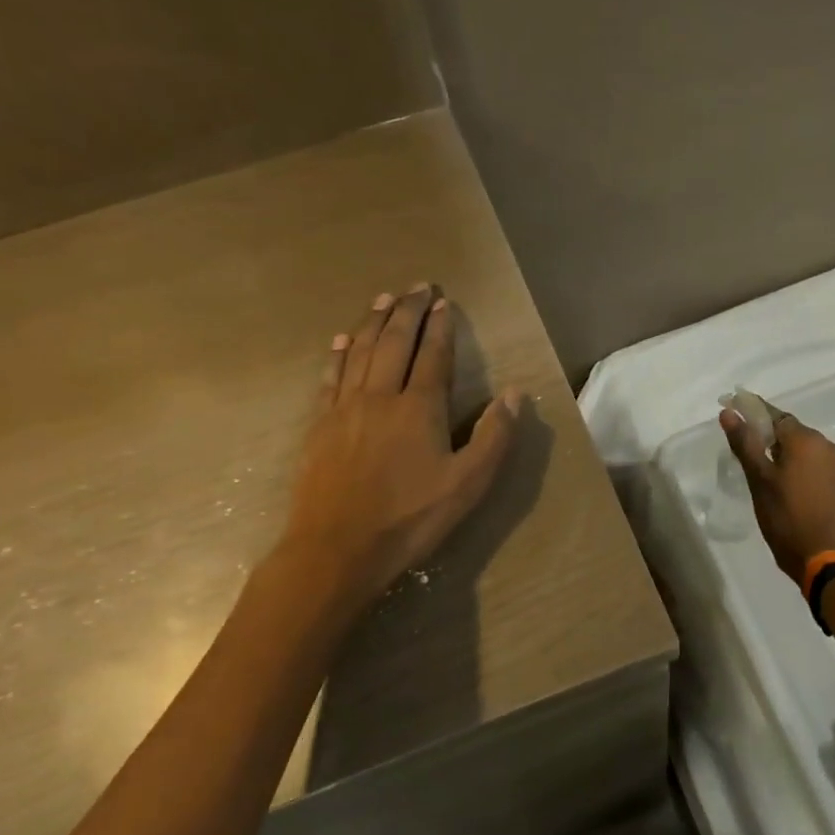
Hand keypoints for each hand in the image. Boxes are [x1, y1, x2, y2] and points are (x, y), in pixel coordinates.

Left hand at [278, 285, 519, 611]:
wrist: (336, 548)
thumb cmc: (410, 518)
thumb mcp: (468, 484)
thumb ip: (493, 436)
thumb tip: (514, 394)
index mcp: (419, 408)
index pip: (433, 355)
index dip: (440, 326)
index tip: (444, 301)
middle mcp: (380, 396)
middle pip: (394, 342)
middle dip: (407, 311)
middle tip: (417, 286)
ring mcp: (345, 408)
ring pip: (359, 351)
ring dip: (373, 321)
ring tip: (383, 299)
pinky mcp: (320, 425)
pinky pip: (330, 377)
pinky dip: (338, 354)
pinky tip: (341, 341)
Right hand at [719, 404, 834, 583]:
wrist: (818, 555)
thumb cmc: (784, 515)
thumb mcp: (758, 478)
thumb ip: (744, 442)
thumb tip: (728, 413)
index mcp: (807, 440)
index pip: (775, 415)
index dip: (753, 413)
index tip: (732, 411)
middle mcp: (826, 445)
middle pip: (789, 430)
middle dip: (766, 434)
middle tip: (742, 448)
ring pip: (801, 446)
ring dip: (780, 450)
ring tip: (759, 467)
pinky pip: (811, 461)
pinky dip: (794, 463)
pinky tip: (780, 478)